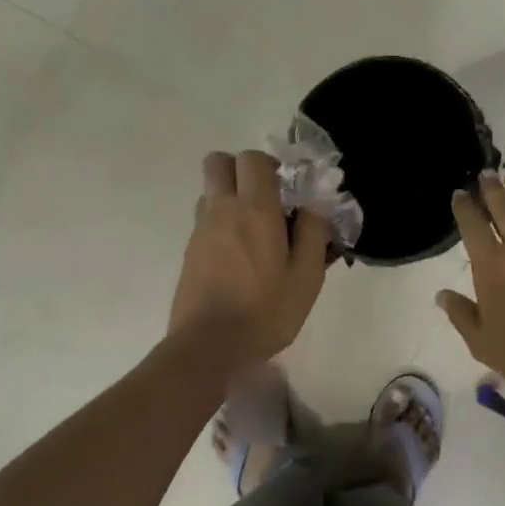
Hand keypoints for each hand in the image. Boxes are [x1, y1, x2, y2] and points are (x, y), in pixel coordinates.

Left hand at [170, 150, 331, 368]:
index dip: (271, 166)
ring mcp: (199, 231)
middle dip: (241, 171)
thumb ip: (314, 234)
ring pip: (210, 193)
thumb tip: (314, 208)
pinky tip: (242, 260)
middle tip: (266, 201)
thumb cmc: (266, 311)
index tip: (288, 191)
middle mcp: (221, 210)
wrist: (209, 346)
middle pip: (218, 162)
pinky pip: (205, 222)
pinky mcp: (189, 254)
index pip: (252, 159)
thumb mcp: (307, 277)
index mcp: (254, 210)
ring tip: (256, 234)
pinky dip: (222, 227)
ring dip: (231, 199)